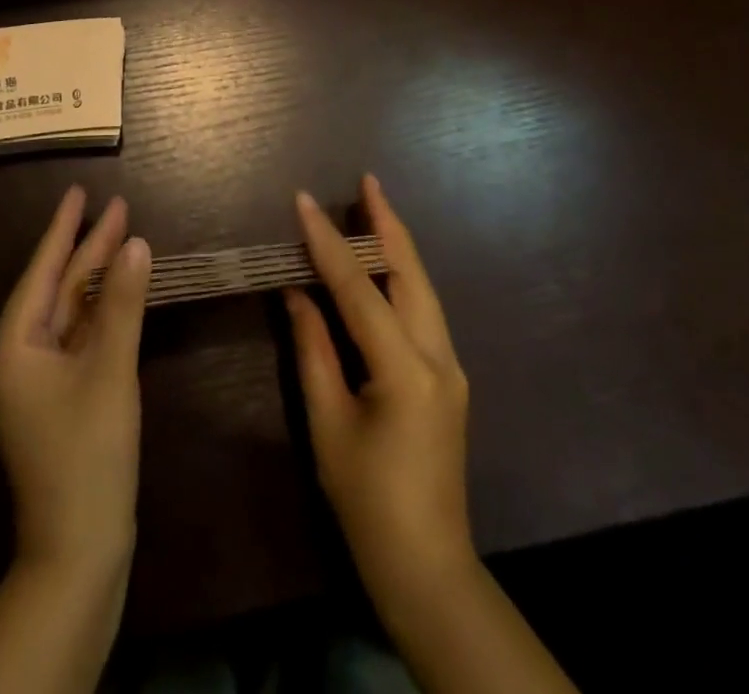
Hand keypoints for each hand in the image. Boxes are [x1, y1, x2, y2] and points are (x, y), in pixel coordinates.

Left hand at [0, 186, 151, 578]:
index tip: (80, 191)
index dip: (65, 228)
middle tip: (117, 206)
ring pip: (69, 312)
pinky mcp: (57, 397)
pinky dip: (99, 312)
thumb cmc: (88, 456)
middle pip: (58, 288)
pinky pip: (77, 337)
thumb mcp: (109, 371)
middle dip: (88, 248)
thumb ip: (122, 304)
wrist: (78, 552)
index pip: (42, 270)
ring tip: (123, 236)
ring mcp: (36, 379)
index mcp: (13, 346)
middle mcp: (17, 355)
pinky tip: (119, 291)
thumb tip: (136, 243)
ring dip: (96, 278)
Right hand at [285, 175, 476, 605]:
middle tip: (367, 180)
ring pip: (424, 288)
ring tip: (374, 205)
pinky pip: (424, 310)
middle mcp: (439, 356)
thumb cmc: (367, 501)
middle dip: (387, 223)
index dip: (327, 242)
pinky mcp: (449, 377)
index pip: (359, 288)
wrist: (428, 567)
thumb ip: (312, 350)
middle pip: (411, 274)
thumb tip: (297, 293)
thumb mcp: (328, 423)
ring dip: (397, 245)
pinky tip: (384, 264)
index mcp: (405, 369)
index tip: (303, 200)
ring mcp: (451, 366)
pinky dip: (402, 277)